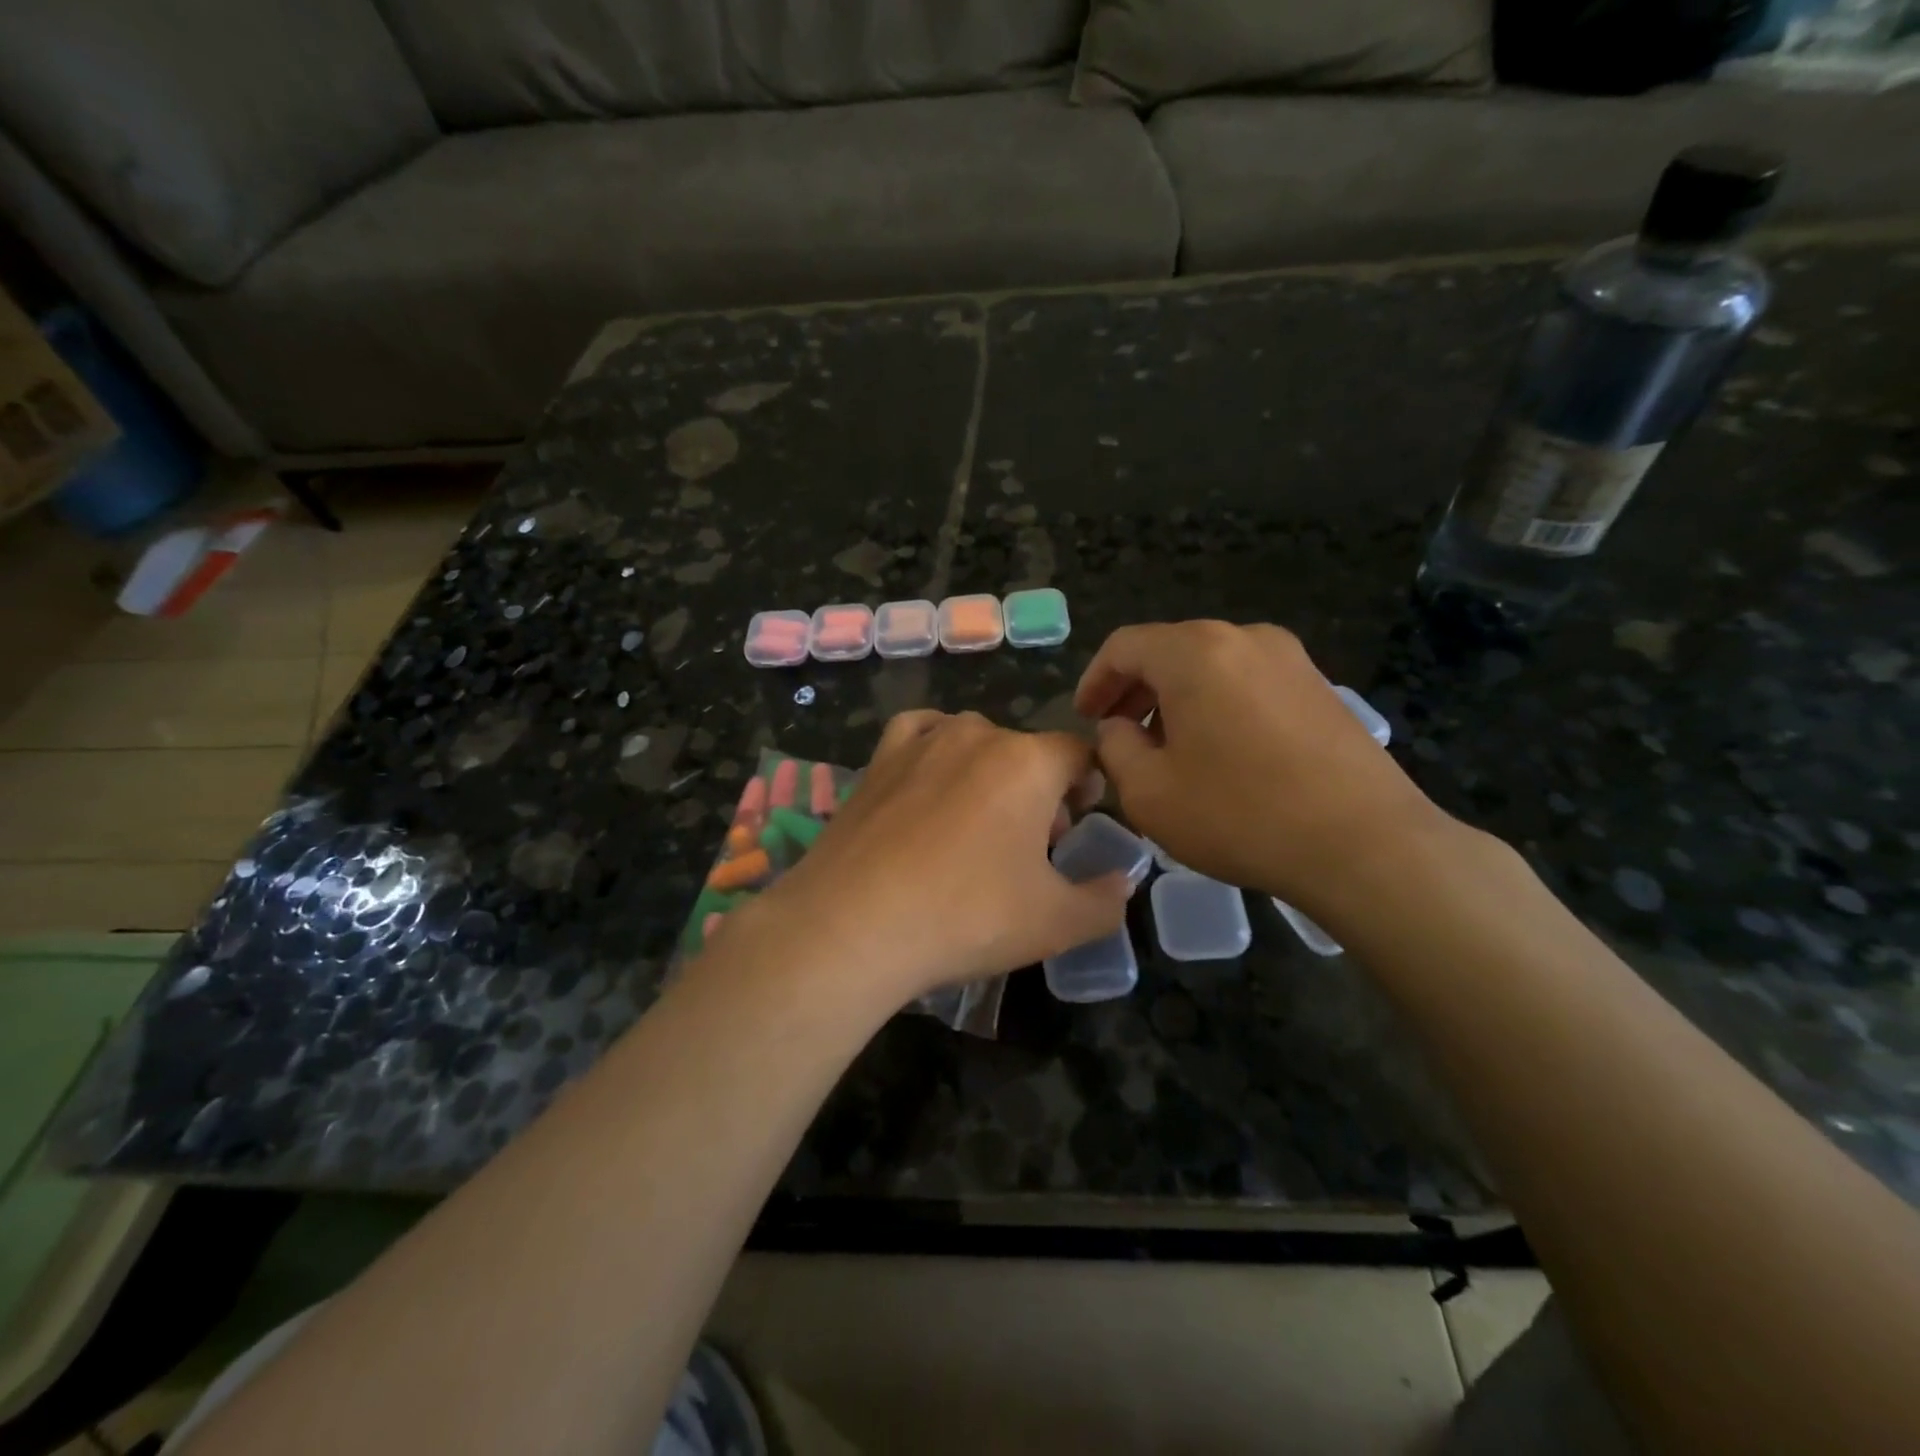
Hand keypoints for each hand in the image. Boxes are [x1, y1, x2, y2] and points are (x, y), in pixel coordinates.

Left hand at [739, 712, 1129, 1009]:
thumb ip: (1105, 901)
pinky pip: (919, 733)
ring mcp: (921, 742)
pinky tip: (931, 778)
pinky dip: (935, 746)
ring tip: (981, 821)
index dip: (1089, 786)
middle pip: (1027, 752)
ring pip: (975, 740)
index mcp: (1029, 762)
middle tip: (1033, 846)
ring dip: (991, 772)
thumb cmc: (967, 916)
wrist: (853, 925)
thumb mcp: (1056, 923)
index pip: (1078, 754)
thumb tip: (1122, 882)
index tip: (1080, 824)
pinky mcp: (878, 760)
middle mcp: (976, 735)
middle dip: (1041, 791)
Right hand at [1074, 621, 1452, 917]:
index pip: (1124, 646)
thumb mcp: (1148, 792)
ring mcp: (1290, 658)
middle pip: (1169, 650)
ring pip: (1210, 665)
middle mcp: (1243, 637)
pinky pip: (1248, 681)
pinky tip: (1219, 752)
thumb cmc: (1240, 814)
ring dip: (1176, 698)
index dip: (1094, 680)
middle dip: (1135, 689)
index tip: (1085, 718)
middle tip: (1119, 733)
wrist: (1364, 844)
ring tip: (1166, 746)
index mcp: (1194, 652)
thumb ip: (1115, 748)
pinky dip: (1217, 704)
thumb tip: (1118, 727)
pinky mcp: (1320, 686)